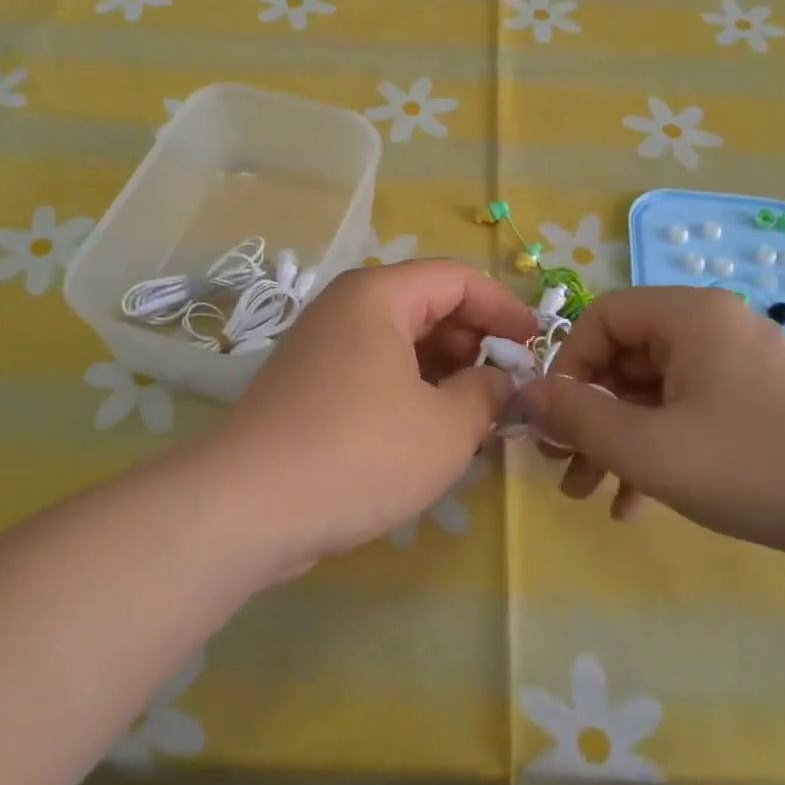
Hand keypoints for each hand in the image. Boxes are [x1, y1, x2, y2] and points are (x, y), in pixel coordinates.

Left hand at [213, 261, 536, 567]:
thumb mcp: (446, 427)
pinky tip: (428, 432)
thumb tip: (498, 380)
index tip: (536, 345)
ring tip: (474, 416)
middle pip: (426, 306)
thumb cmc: (360, 452)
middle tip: (506, 388)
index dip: (504, 307)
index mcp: (378, 295)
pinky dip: (409, 391)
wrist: (248, 507)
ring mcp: (320, 347)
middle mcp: (344, 308)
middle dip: (474, 342)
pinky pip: (373, 372)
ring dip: (443, 371)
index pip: (457, 278)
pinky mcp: (307, 387)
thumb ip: (486, 393)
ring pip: (399, 343)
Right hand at [517, 287, 784, 578]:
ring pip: (654, 395)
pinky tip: (634, 505)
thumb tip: (526, 393)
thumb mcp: (648, 447)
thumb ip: (578, 416)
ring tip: (589, 493)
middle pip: (626, 359)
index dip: (567, 365)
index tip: (554, 418)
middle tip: (563, 463)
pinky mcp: (759, 409)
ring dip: (617, 441)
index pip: (602, 317)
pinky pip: (689, 417)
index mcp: (690, 317)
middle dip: (588, 415)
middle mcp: (714, 330)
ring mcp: (740, 370)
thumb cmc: (755, 465)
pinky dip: (657, 453)